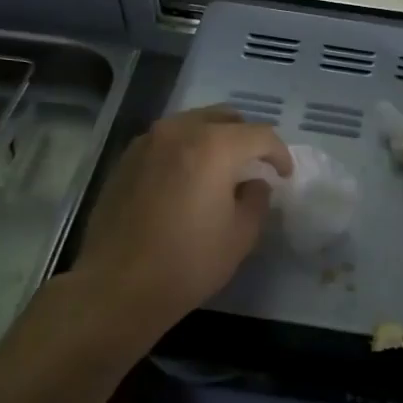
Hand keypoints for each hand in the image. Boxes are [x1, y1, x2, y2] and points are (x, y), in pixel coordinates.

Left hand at [72, 106, 291, 336]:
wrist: (118, 285)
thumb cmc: (188, 262)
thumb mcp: (241, 236)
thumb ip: (256, 199)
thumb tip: (254, 183)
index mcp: (212, 147)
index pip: (259, 135)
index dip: (279, 154)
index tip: (284, 174)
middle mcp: (178, 131)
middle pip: (224, 118)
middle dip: (246, 138)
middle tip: (255, 166)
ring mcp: (147, 142)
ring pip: (192, 124)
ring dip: (214, 140)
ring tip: (222, 170)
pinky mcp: (126, 159)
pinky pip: (167, 142)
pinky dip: (186, 151)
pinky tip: (188, 180)